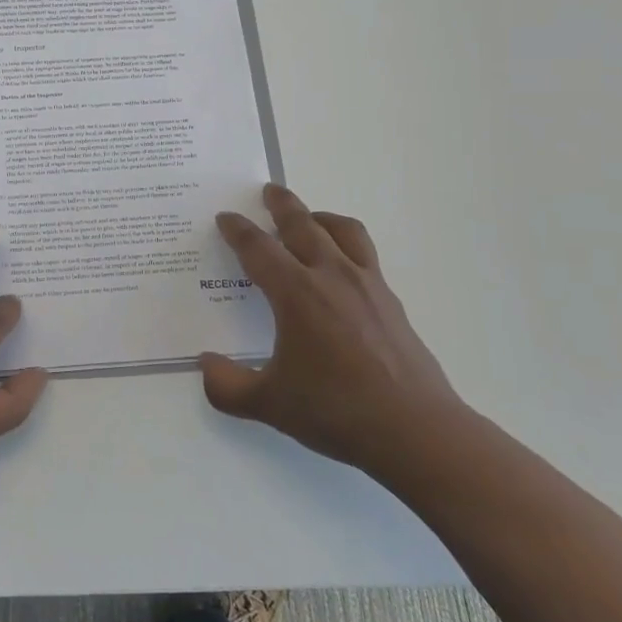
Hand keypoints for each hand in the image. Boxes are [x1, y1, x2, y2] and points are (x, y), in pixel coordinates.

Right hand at [200, 184, 468, 487]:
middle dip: (282, 204)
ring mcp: (367, 285)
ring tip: (310, 217)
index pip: (258, 248)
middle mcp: (331, 276)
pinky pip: (366, 255)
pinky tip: (342, 266)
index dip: (237, 230)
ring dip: (321, 216)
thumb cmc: (336, 411)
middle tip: (269, 190)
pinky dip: (347, 244)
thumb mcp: (270, 404)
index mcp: (296, 293)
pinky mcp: (392, 301)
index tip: (226, 217)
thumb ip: (228, 385)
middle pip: (302, 224)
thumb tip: (205, 365)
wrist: (416, 431)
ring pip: (343, 231)